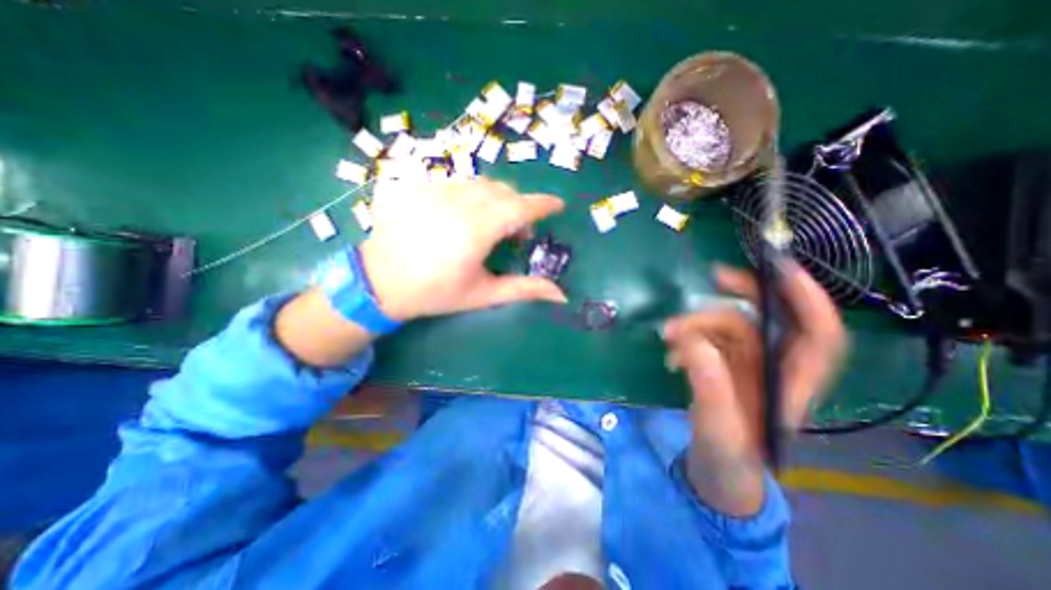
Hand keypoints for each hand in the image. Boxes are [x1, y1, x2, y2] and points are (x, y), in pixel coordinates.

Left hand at [365, 178, 572, 321]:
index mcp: (476, 232)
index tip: (557, 205)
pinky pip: (455, 182)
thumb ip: (523, 289)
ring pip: (480, 183)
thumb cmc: (436, 292)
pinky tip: (459, 215)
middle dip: (518, 207)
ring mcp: (434, 190)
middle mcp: (457, 203)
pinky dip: (469, 195)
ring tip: (488, 223)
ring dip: (495, 199)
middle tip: (516, 231)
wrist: (379, 282)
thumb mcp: (483, 295)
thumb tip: (561, 294)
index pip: (520, 208)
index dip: (543, 204)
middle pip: (503, 191)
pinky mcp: (417, 185)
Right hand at [659, 262, 847, 516]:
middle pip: (768, 318)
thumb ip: (709, 388)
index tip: (781, 269)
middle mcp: (773, 366)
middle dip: (744, 293)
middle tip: (713, 276)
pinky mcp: (722, 363)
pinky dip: (686, 337)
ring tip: (667, 336)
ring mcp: (746, 362)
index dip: (809, 299)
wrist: (717, 472)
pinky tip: (670, 353)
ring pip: (728, 324)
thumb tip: (693, 342)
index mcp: (791, 383)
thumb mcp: (718, 428)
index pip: (819, 335)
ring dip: (696, 322)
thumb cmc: (729, 458)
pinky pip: (706, 337)